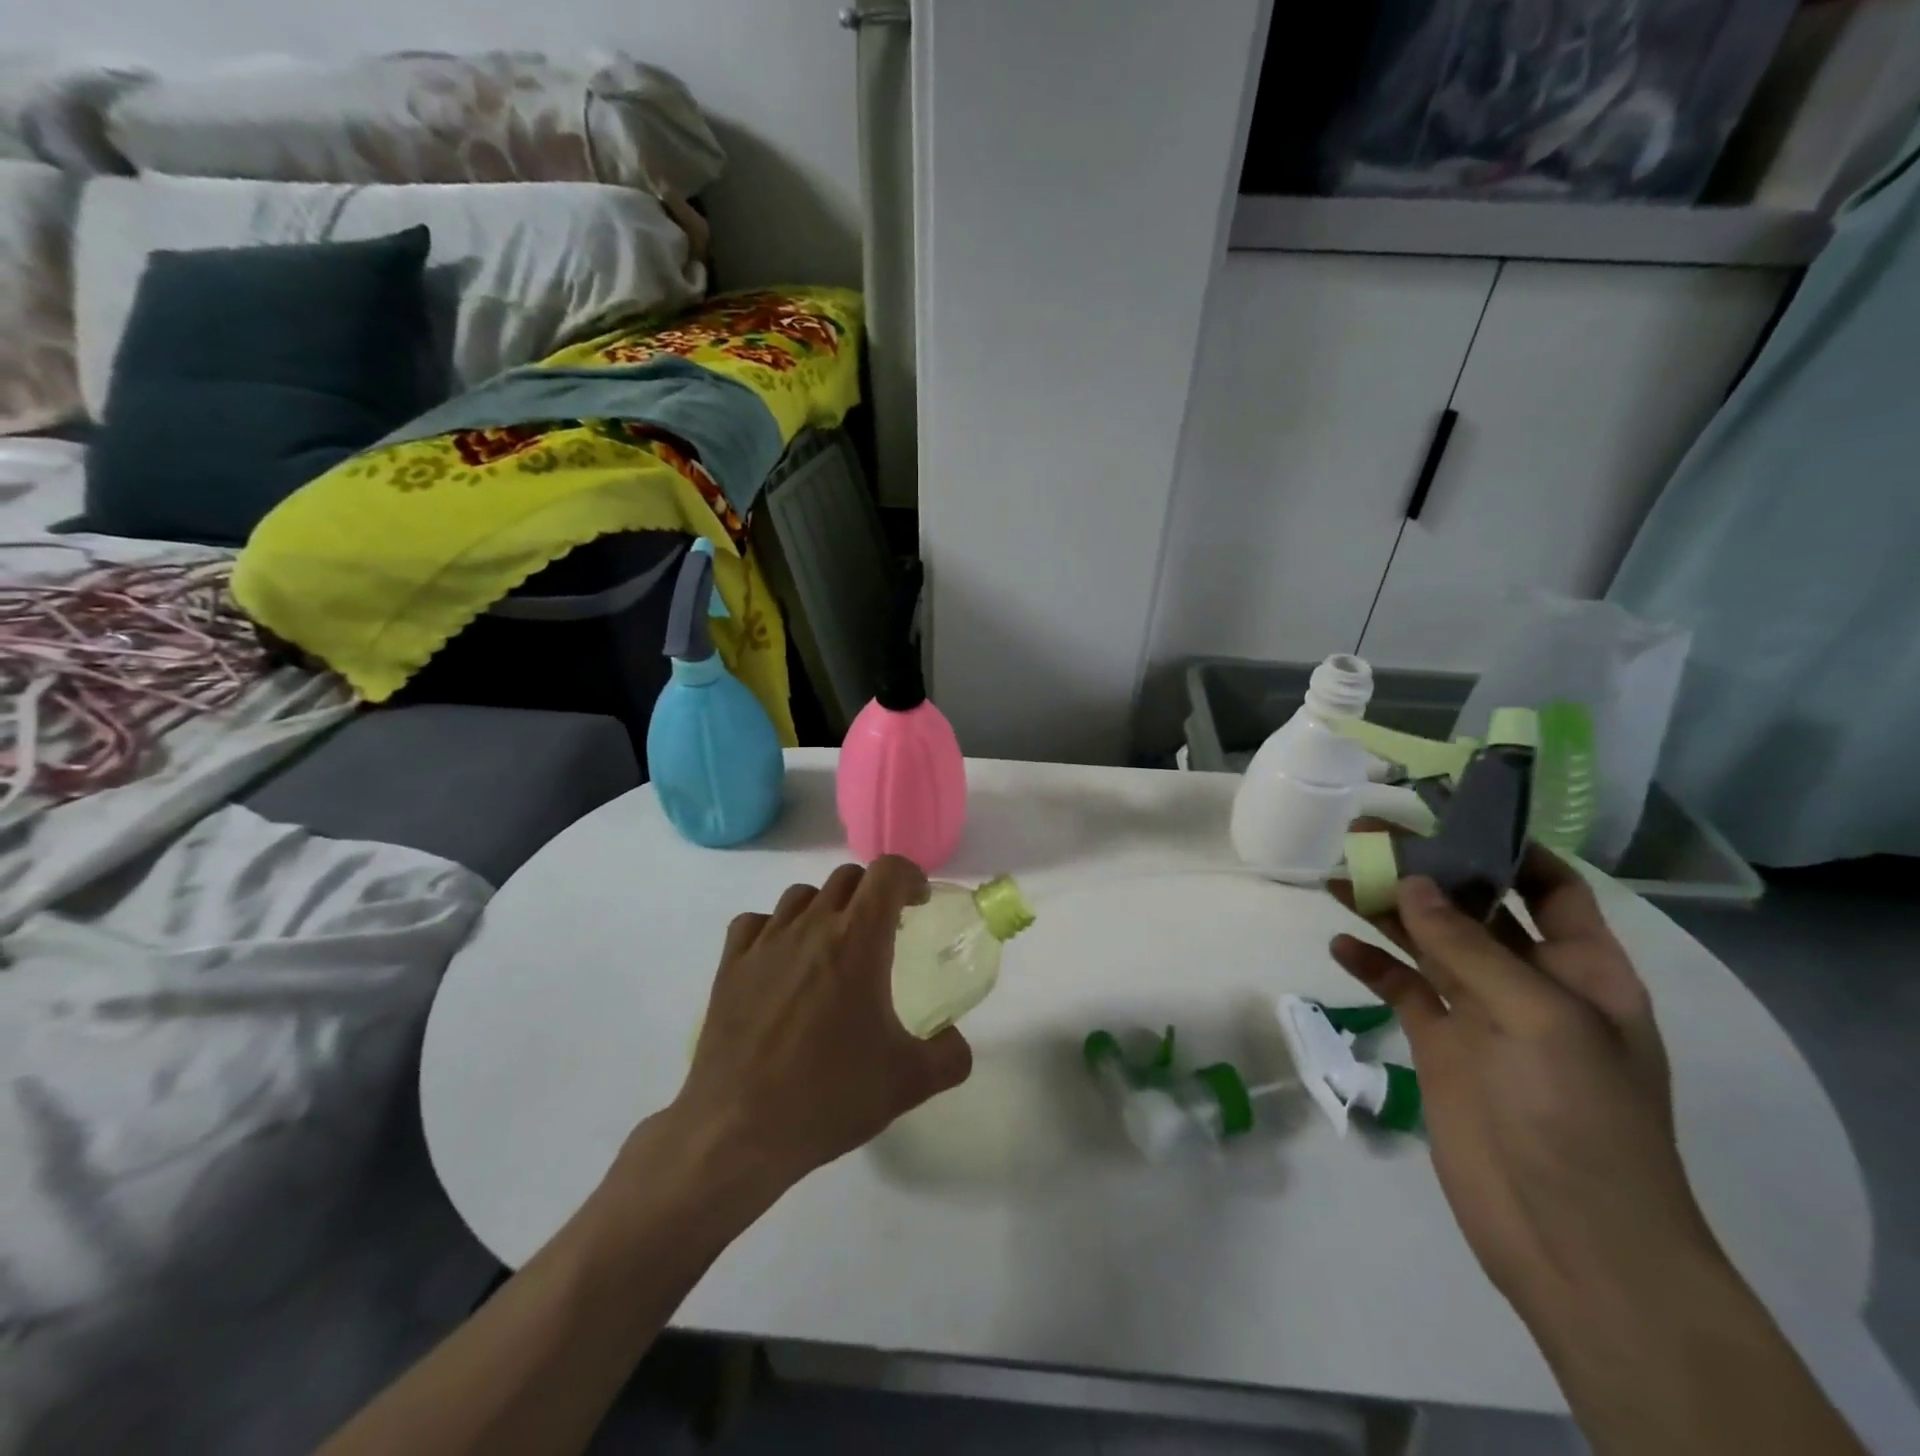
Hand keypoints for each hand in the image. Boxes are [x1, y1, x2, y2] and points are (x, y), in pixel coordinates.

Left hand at [670, 857, 973, 1193]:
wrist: (739, 1131)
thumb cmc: (829, 1096)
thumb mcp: (909, 1082)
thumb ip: (949, 1055)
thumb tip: (956, 1041)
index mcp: (858, 940)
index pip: (887, 872)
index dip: (910, 877)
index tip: (918, 903)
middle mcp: (811, 926)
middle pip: (847, 878)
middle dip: (872, 893)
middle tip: (884, 931)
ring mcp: (765, 942)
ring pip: (801, 896)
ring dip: (826, 908)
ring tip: (833, 947)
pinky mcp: (731, 965)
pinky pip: (756, 923)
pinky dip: (776, 928)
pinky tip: (781, 961)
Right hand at [1330, 847, 1723, 1325]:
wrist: (1568, 1236)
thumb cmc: (1578, 1116)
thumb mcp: (1541, 1020)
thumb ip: (1470, 948)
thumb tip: (1414, 884)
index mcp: (1583, 970)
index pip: (1551, 889)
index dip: (1510, 849)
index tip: (1452, 814)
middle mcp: (1531, 982)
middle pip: (1474, 907)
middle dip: (1427, 868)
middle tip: (1365, 832)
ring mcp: (1480, 1013)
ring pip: (1427, 942)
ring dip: (1386, 908)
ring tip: (1334, 874)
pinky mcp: (1439, 1044)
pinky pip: (1401, 988)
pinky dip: (1371, 964)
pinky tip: (1338, 944)